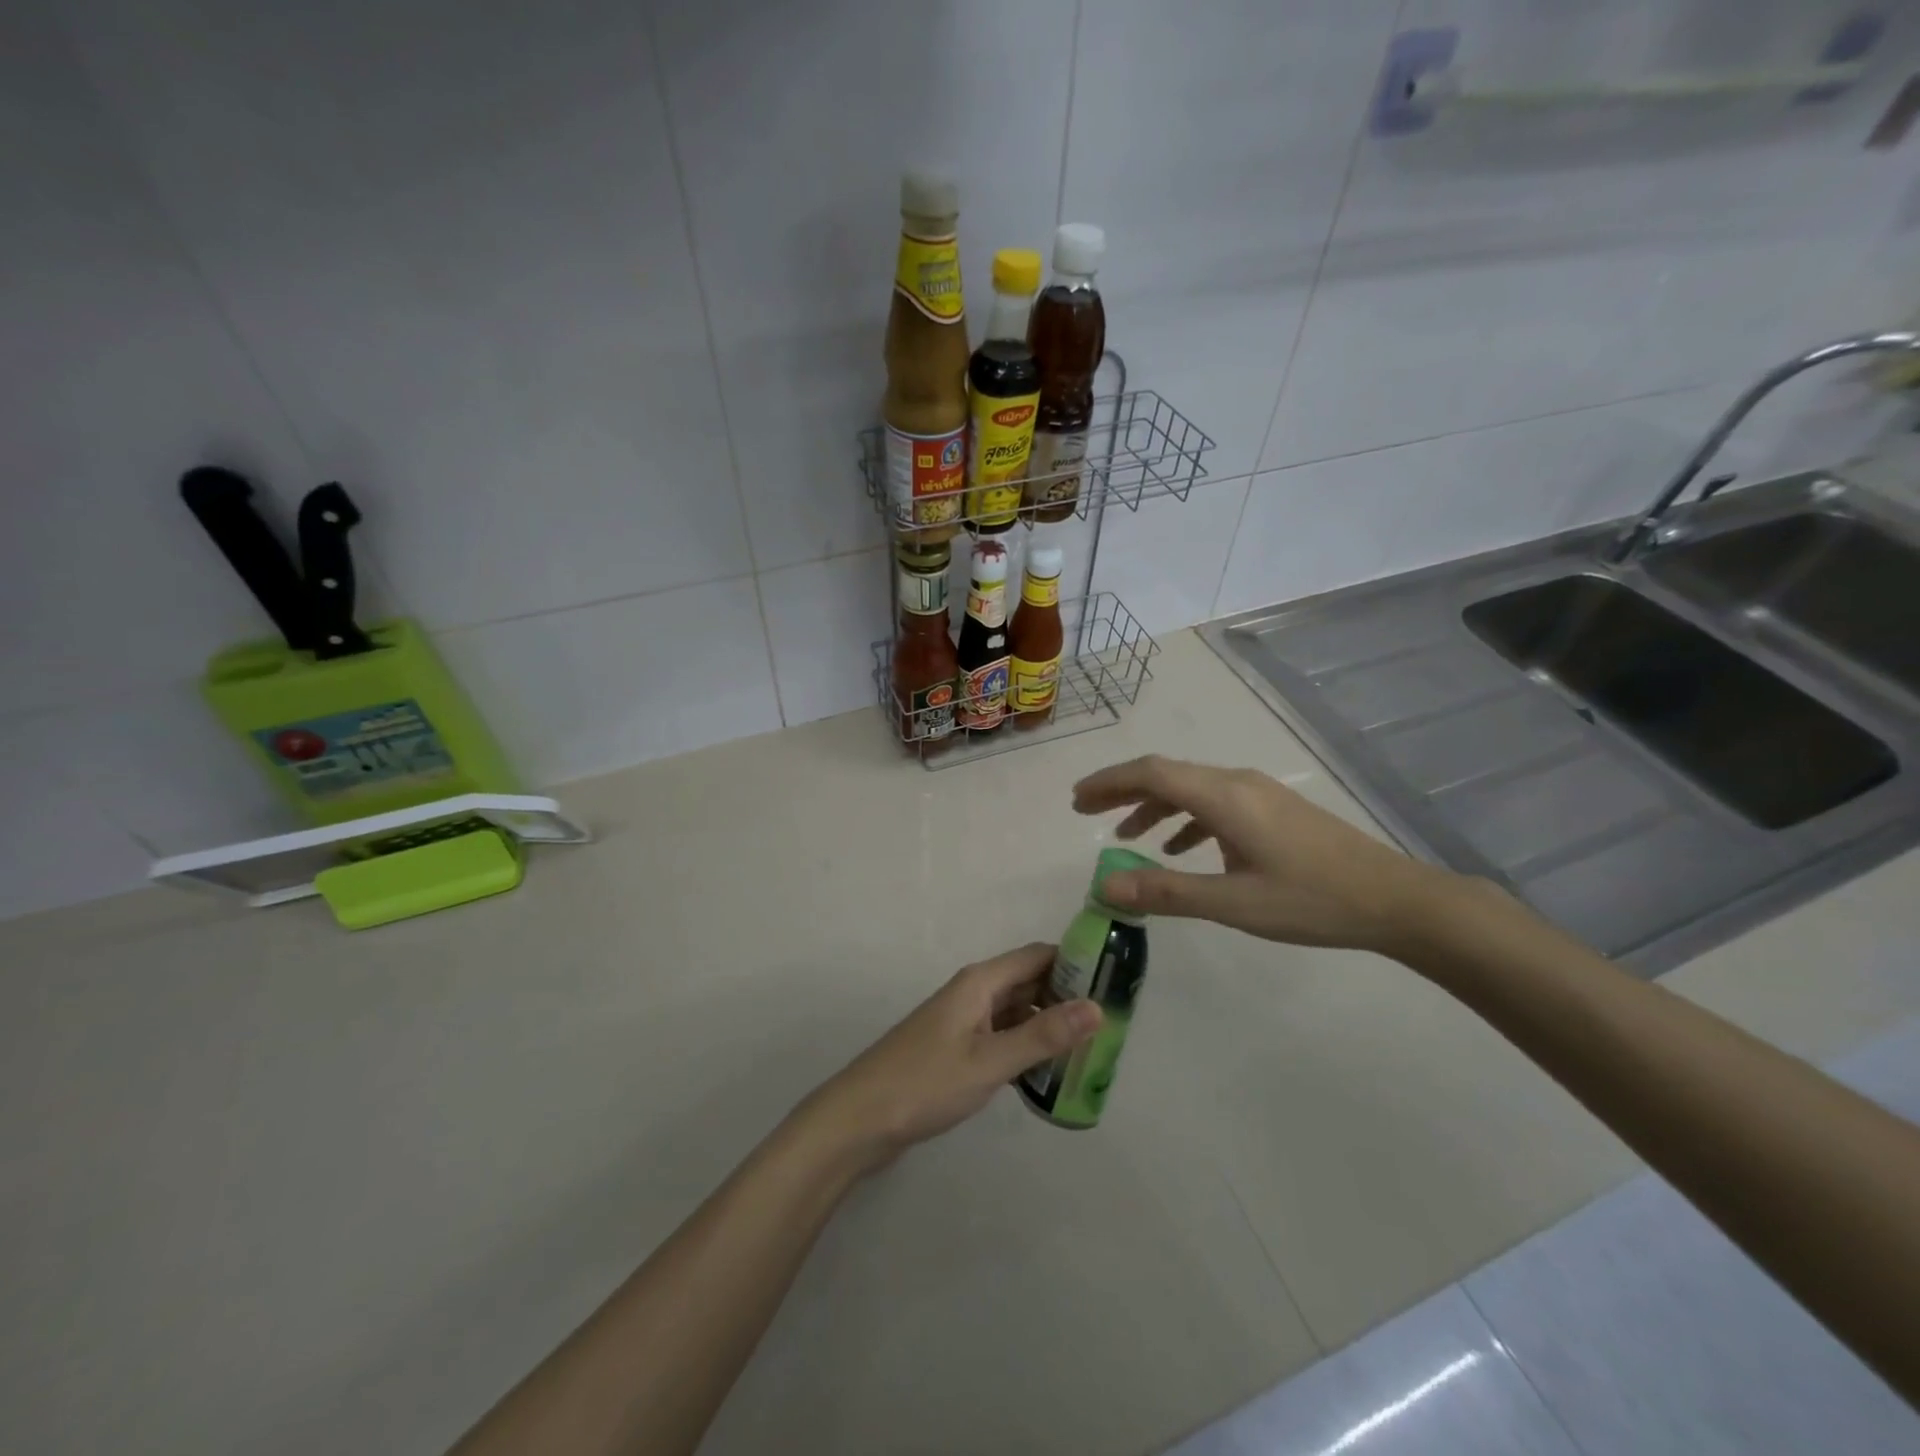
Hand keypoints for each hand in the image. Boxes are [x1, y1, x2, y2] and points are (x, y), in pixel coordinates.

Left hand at [797, 944, 1100, 1174]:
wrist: (859, 1119)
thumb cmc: (925, 1083)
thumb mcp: (990, 1062)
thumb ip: (1043, 1036)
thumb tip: (1097, 1006)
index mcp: (980, 982)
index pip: (1037, 955)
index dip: (1075, 962)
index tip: (1115, 980)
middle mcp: (973, 993)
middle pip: (1028, 981)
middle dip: (1067, 997)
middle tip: (1111, 1024)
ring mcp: (962, 1021)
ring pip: (1016, 1011)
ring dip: (1048, 1024)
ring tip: (1090, 1050)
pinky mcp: (955, 1048)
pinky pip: (1001, 1035)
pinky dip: (1025, 1046)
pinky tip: (1048, 1072)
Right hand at [1072, 755, 1454, 952]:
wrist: (1395, 900)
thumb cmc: (1312, 901)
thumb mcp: (1233, 904)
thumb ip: (1166, 892)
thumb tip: (1105, 886)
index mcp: (1224, 797)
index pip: (1151, 774)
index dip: (1108, 782)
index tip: (1076, 801)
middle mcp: (1237, 783)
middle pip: (1166, 774)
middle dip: (1122, 790)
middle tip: (1086, 811)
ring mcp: (1258, 793)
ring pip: (1190, 788)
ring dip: (1153, 806)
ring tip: (1126, 835)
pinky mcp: (1272, 809)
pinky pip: (1214, 802)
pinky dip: (1185, 819)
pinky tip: (1181, 849)